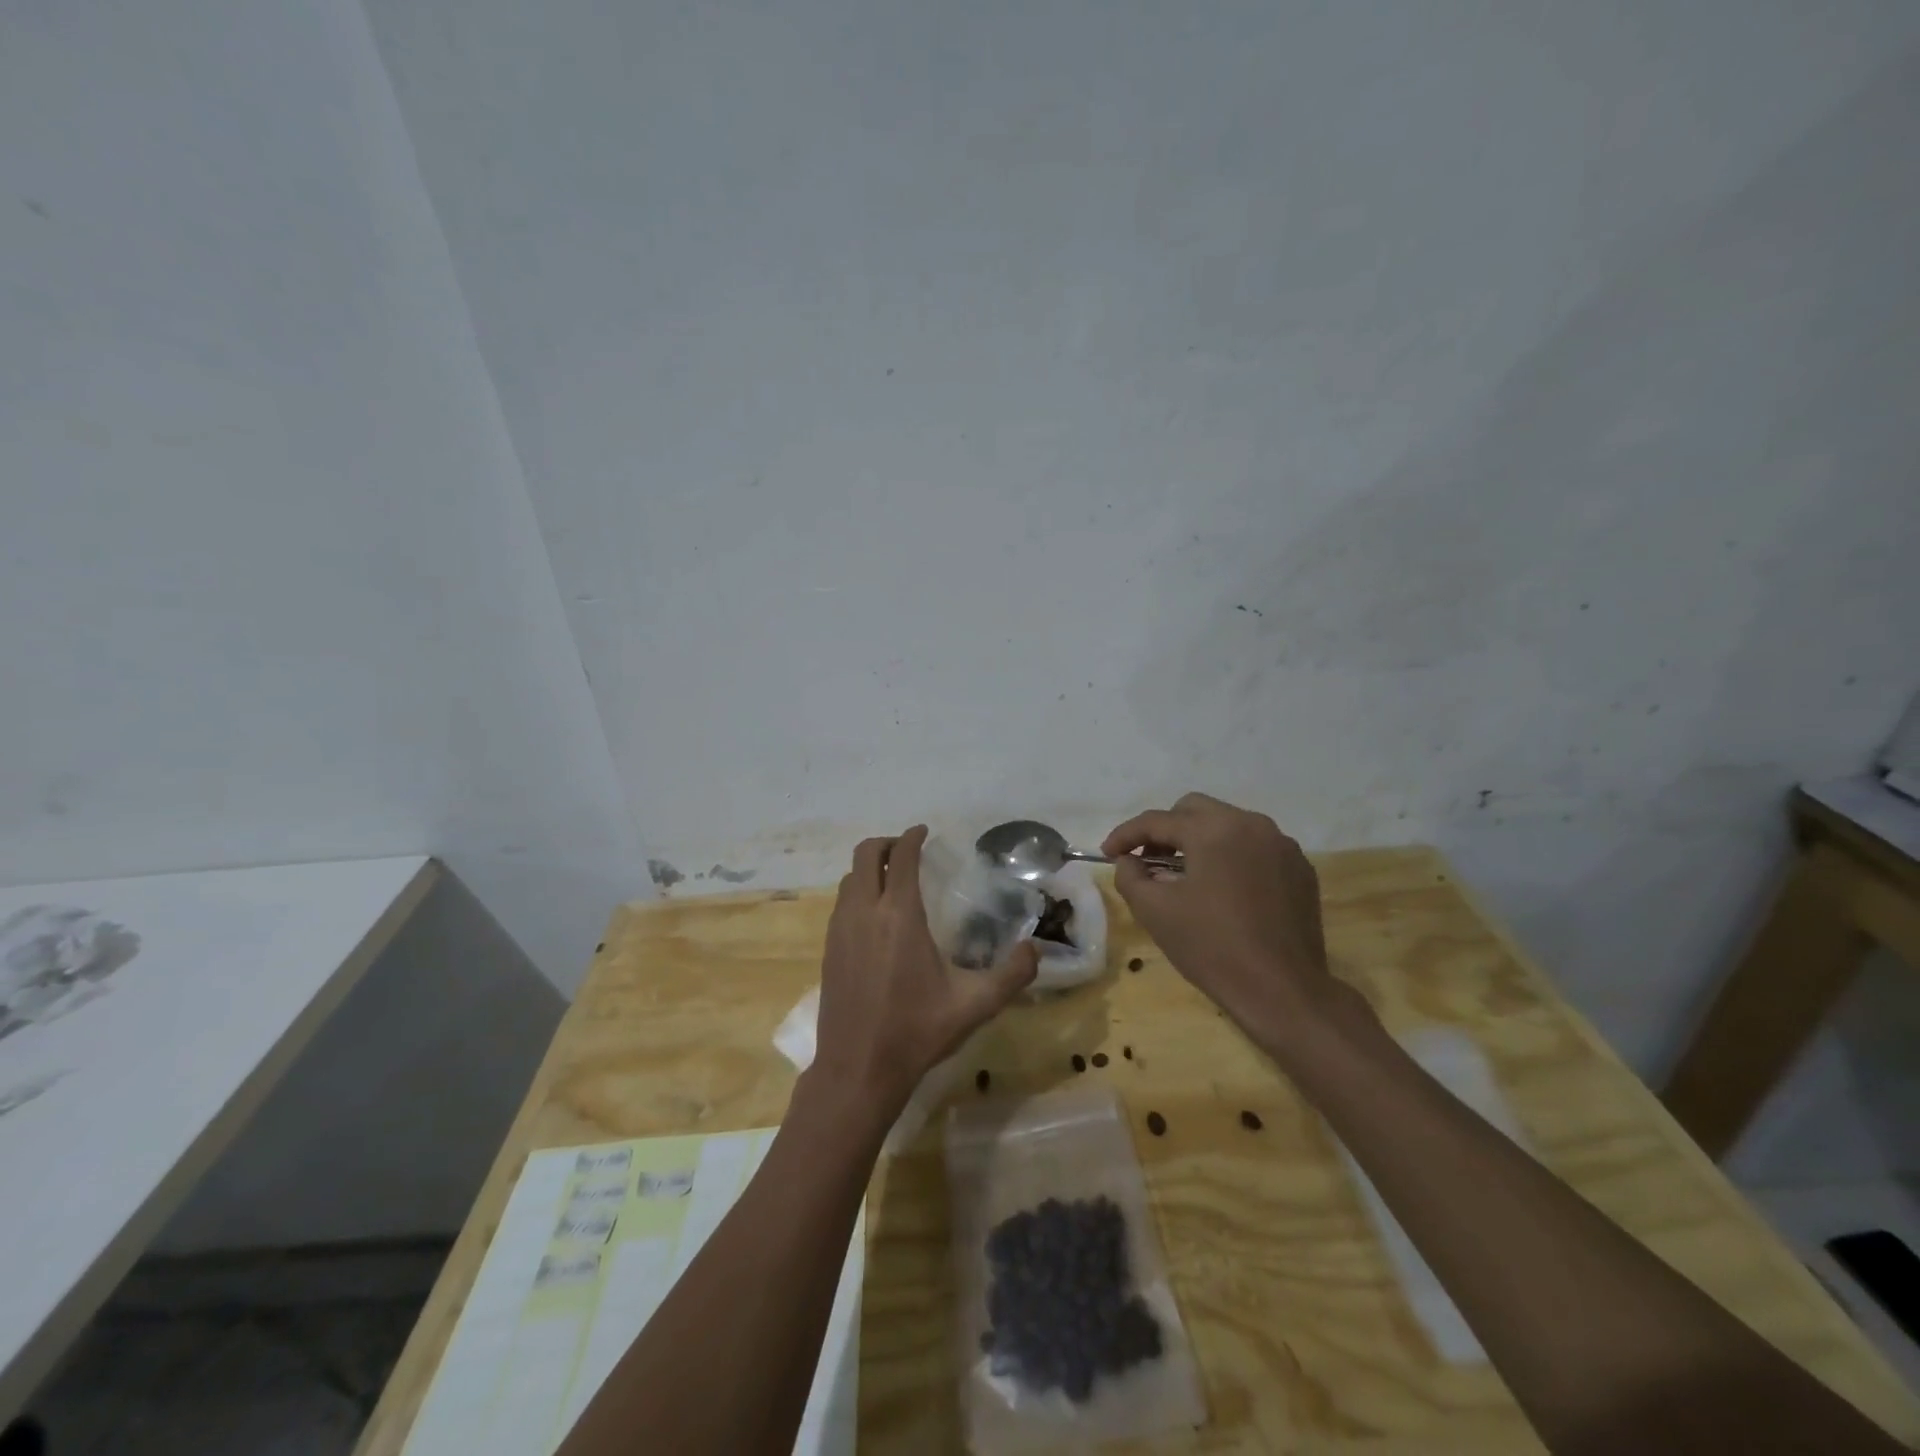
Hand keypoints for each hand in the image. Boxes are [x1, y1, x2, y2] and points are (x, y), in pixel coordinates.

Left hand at [810, 826, 1037, 1118]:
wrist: (857, 1071)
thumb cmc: (916, 1032)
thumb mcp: (975, 1005)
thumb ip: (1012, 974)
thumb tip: (1035, 947)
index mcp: (898, 915)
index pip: (900, 856)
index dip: (912, 838)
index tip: (925, 832)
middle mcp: (864, 912)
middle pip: (865, 855)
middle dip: (886, 844)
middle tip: (908, 851)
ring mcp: (840, 930)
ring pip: (849, 879)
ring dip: (869, 869)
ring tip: (893, 880)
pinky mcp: (828, 950)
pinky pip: (841, 904)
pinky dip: (858, 893)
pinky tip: (876, 918)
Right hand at [1103, 793, 1349, 1054]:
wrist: (1282, 990)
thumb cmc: (1212, 947)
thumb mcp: (1154, 911)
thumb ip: (1129, 876)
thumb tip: (1128, 860)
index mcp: (1212, 830)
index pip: (1157, 820)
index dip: (1126, 835)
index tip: (1108, 852)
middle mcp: (1250, 824)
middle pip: (1194, 810)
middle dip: (1165, 831)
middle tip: (1147, 861)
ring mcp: (1281, 844)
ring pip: (1227, 825)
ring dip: (1199, 841)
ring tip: (1184, 876)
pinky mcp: (1300, 868)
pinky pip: (1255, 847)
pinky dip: (1231, 857)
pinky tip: (1223, 890)